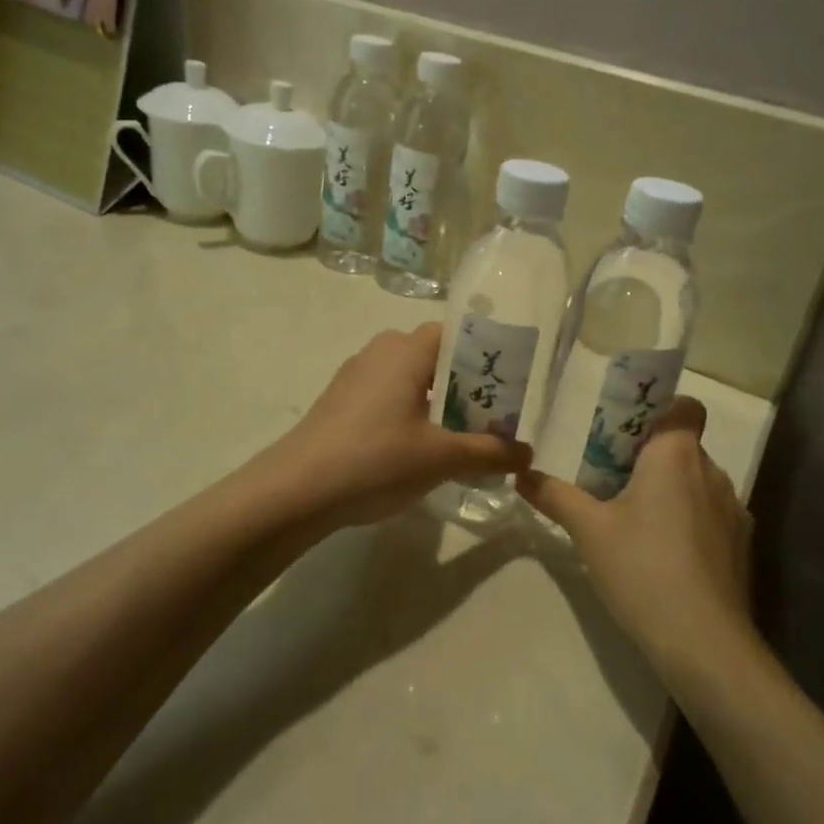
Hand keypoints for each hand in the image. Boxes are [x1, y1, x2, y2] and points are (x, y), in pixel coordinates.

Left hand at [263, 324, 531, 532]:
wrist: (295, 490)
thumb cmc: (375, 460)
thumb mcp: (441, 458)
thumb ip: (489, 453)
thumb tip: (527, 454)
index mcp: (406, 351)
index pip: (456, 333)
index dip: (485, 355)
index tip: (506, 386)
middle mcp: (380, 352)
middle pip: (434, 356)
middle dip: (465, 384)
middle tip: (489, 418)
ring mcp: (355, 376)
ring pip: (409, 377)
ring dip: (436, 401)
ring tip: (458, 437)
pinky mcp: (340, 401)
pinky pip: (386, 394)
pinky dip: (409, 412)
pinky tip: (415, 450)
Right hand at [518, 398, 756, 686]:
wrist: (704, 641)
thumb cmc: (642, 568)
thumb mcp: (588, 530)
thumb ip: (555, 496)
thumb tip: (522, 474)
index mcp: (676, 454)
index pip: (683, 406)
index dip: (659, 411)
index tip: (626, 436)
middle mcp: (712, 471)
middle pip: (683, 446)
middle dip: (650, 458)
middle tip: (612, 485)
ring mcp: (733, 509)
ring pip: (697, 482)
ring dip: (670, 491)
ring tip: (636, 526)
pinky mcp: (741, 544)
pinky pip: (711, 514)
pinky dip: (689, 522)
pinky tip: (664, 556)